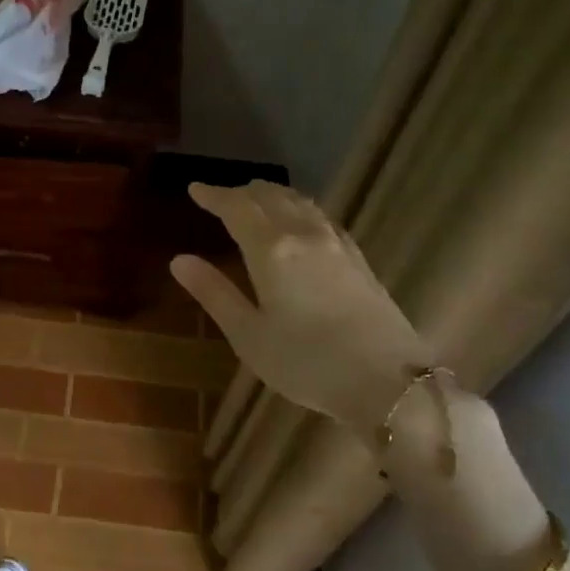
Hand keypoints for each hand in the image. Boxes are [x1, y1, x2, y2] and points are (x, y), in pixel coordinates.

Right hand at [169, 181, 433, 434]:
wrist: (389, 382)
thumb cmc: (307, 363)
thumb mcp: (249, 335)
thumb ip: (214, 293)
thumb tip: (180, 260)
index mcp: (272, 250)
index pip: (237, 208)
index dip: (214, 195)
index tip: (195, 188)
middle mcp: (304, 235)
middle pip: (271, 197)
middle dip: (242, 192)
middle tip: (222, 198)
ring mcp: (337, 245)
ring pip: (300, 203)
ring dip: (273, 196)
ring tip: (256, 202)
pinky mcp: (359, 259)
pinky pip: (322, 217)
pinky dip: (300, 209)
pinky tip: (301, 223)